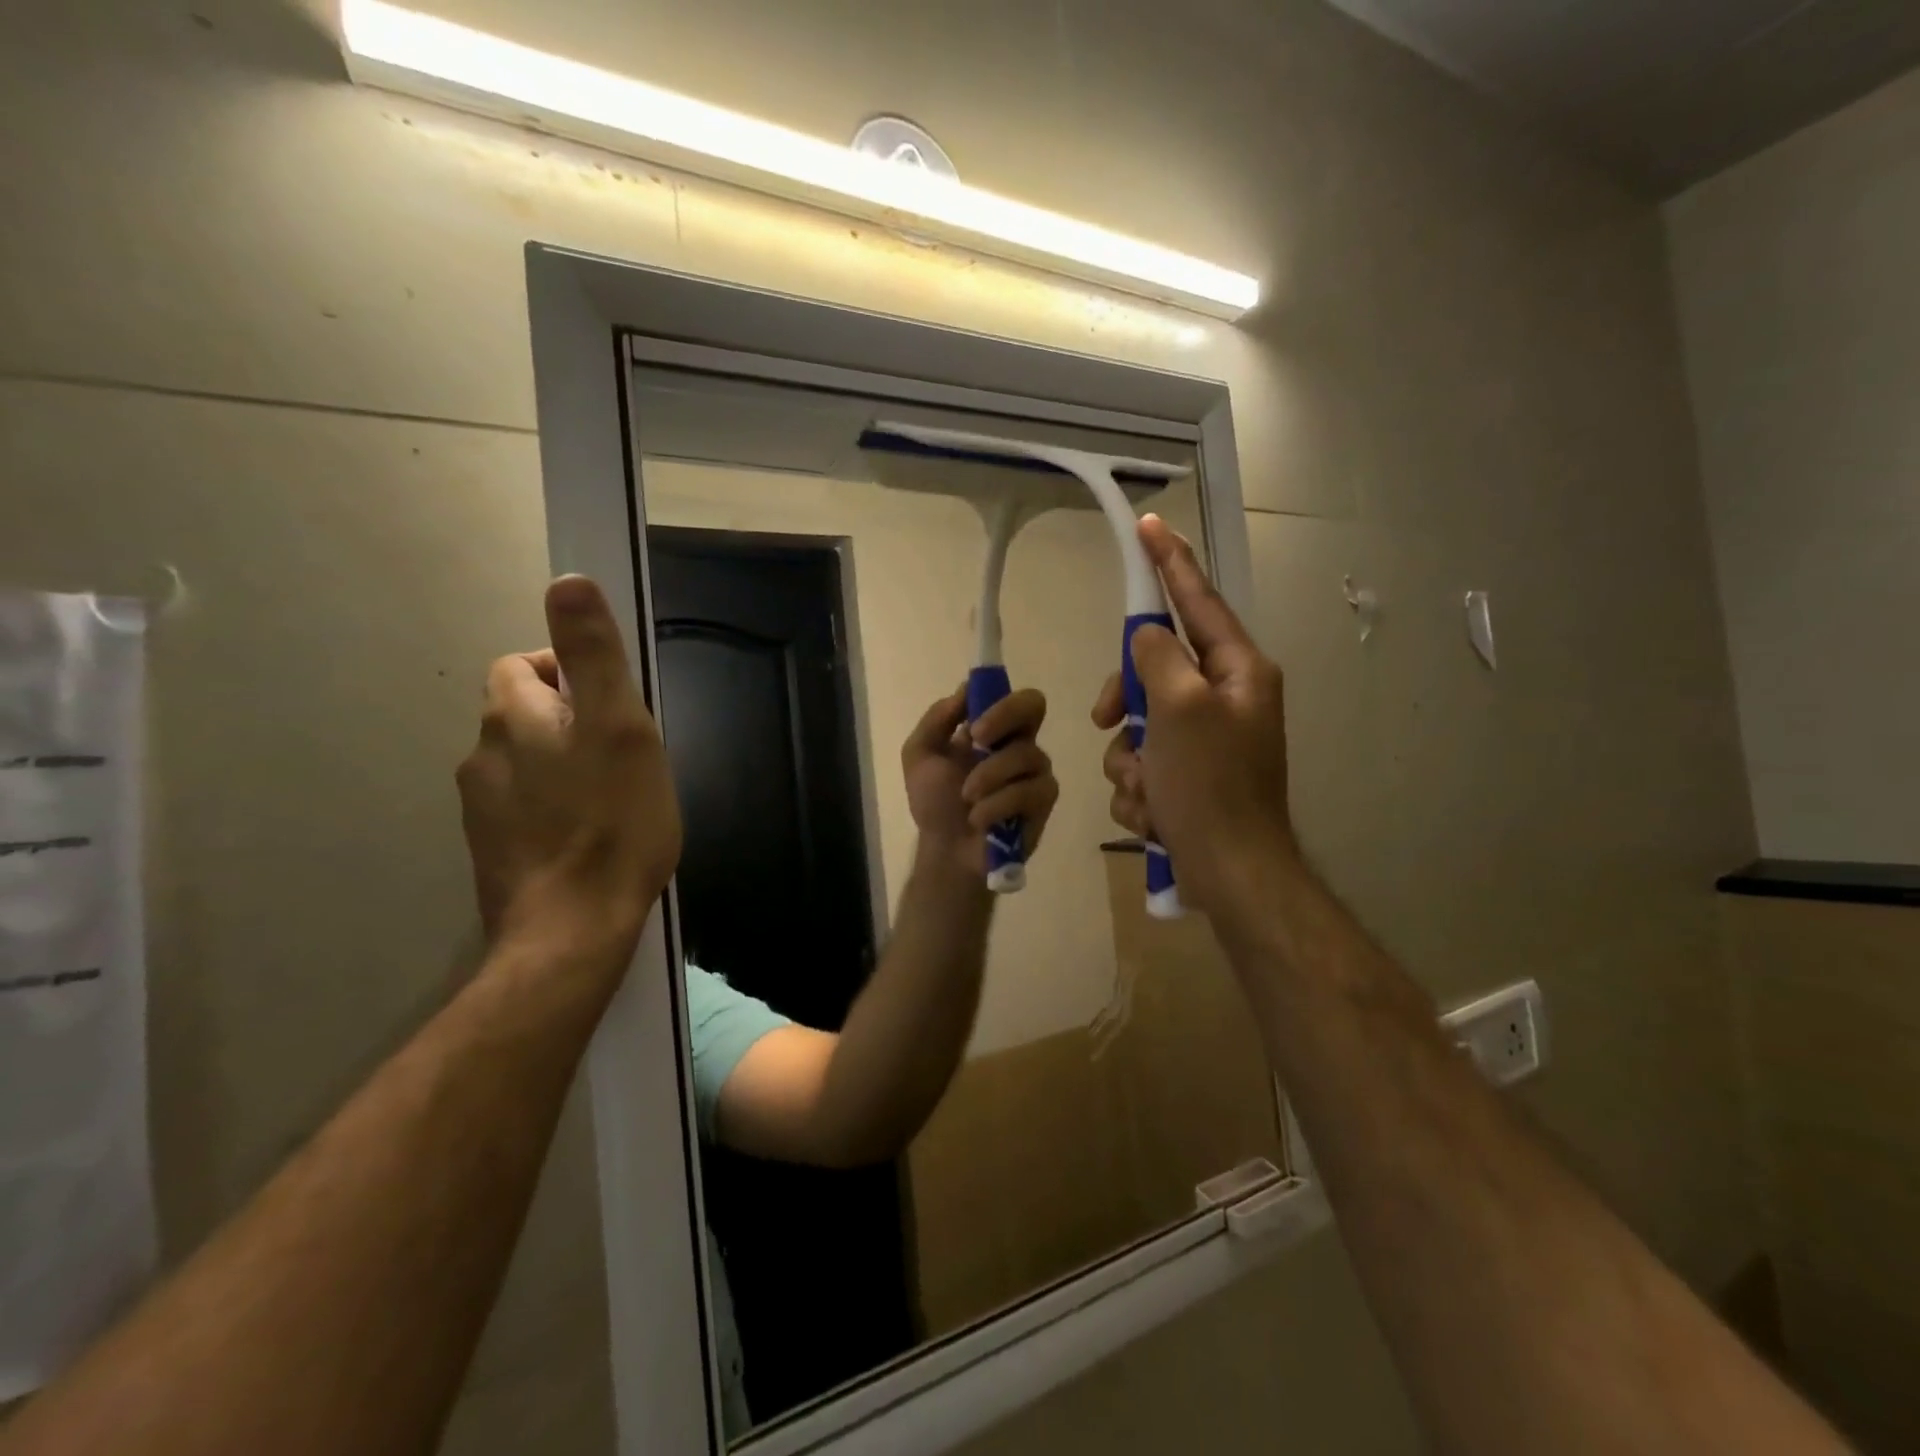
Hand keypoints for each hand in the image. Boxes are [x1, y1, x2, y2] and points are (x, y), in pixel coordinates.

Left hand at [457, 576, 681, 970]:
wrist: (572, 930)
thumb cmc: (612, 822)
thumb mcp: (620, 727)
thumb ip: (594, 654)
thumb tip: (567, 580)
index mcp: (513, 717)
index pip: (526, 664)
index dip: (572, 672)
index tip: (616, 708)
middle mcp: (483, 754)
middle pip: (524, 713)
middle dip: (570, 720)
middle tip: (623, 755)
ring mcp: (482, 808)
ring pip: (526, 763)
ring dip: (563, 765)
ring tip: (612, 798)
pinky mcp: (493, 850)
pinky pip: (524, 807)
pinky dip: (553, 807)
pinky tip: (588, 835)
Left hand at [902, 685, 1058, 878]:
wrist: (946, 852)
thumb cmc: (935, 803)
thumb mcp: (920, 755)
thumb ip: (937, 719)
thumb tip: (965, 689)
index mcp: (991, 729)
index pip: (1008, 694)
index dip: (996, 696)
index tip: (971, 718)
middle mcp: (1018, 742)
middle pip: (1034, 705)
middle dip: (1004, 716)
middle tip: (978, 739)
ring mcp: (1035, 771)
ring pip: (1026, 754)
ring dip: (989, 775)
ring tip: (967, 798)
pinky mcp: (1043, 800)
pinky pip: (1029, 790)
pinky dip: (998, 804)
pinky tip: (980, 819)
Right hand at [1091, 516, 1297, 922]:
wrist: (1230, 873)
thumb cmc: (1210, 786)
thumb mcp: (1179, 709)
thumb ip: (1158, 657)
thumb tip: (1148, 636)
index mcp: (1238, 671)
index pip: (1197, 600)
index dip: (1169, 562)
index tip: (1148, 526)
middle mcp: (1225, 698)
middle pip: (1154, 668)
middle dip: (1124, 700)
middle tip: (1109, 719)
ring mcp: (1205, 740)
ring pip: (1138, 723)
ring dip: (1129, 758)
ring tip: (1146, 789)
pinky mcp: (1188, 776)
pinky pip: (1142, 763)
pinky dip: (1138, 787)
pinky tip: (1153, 812)